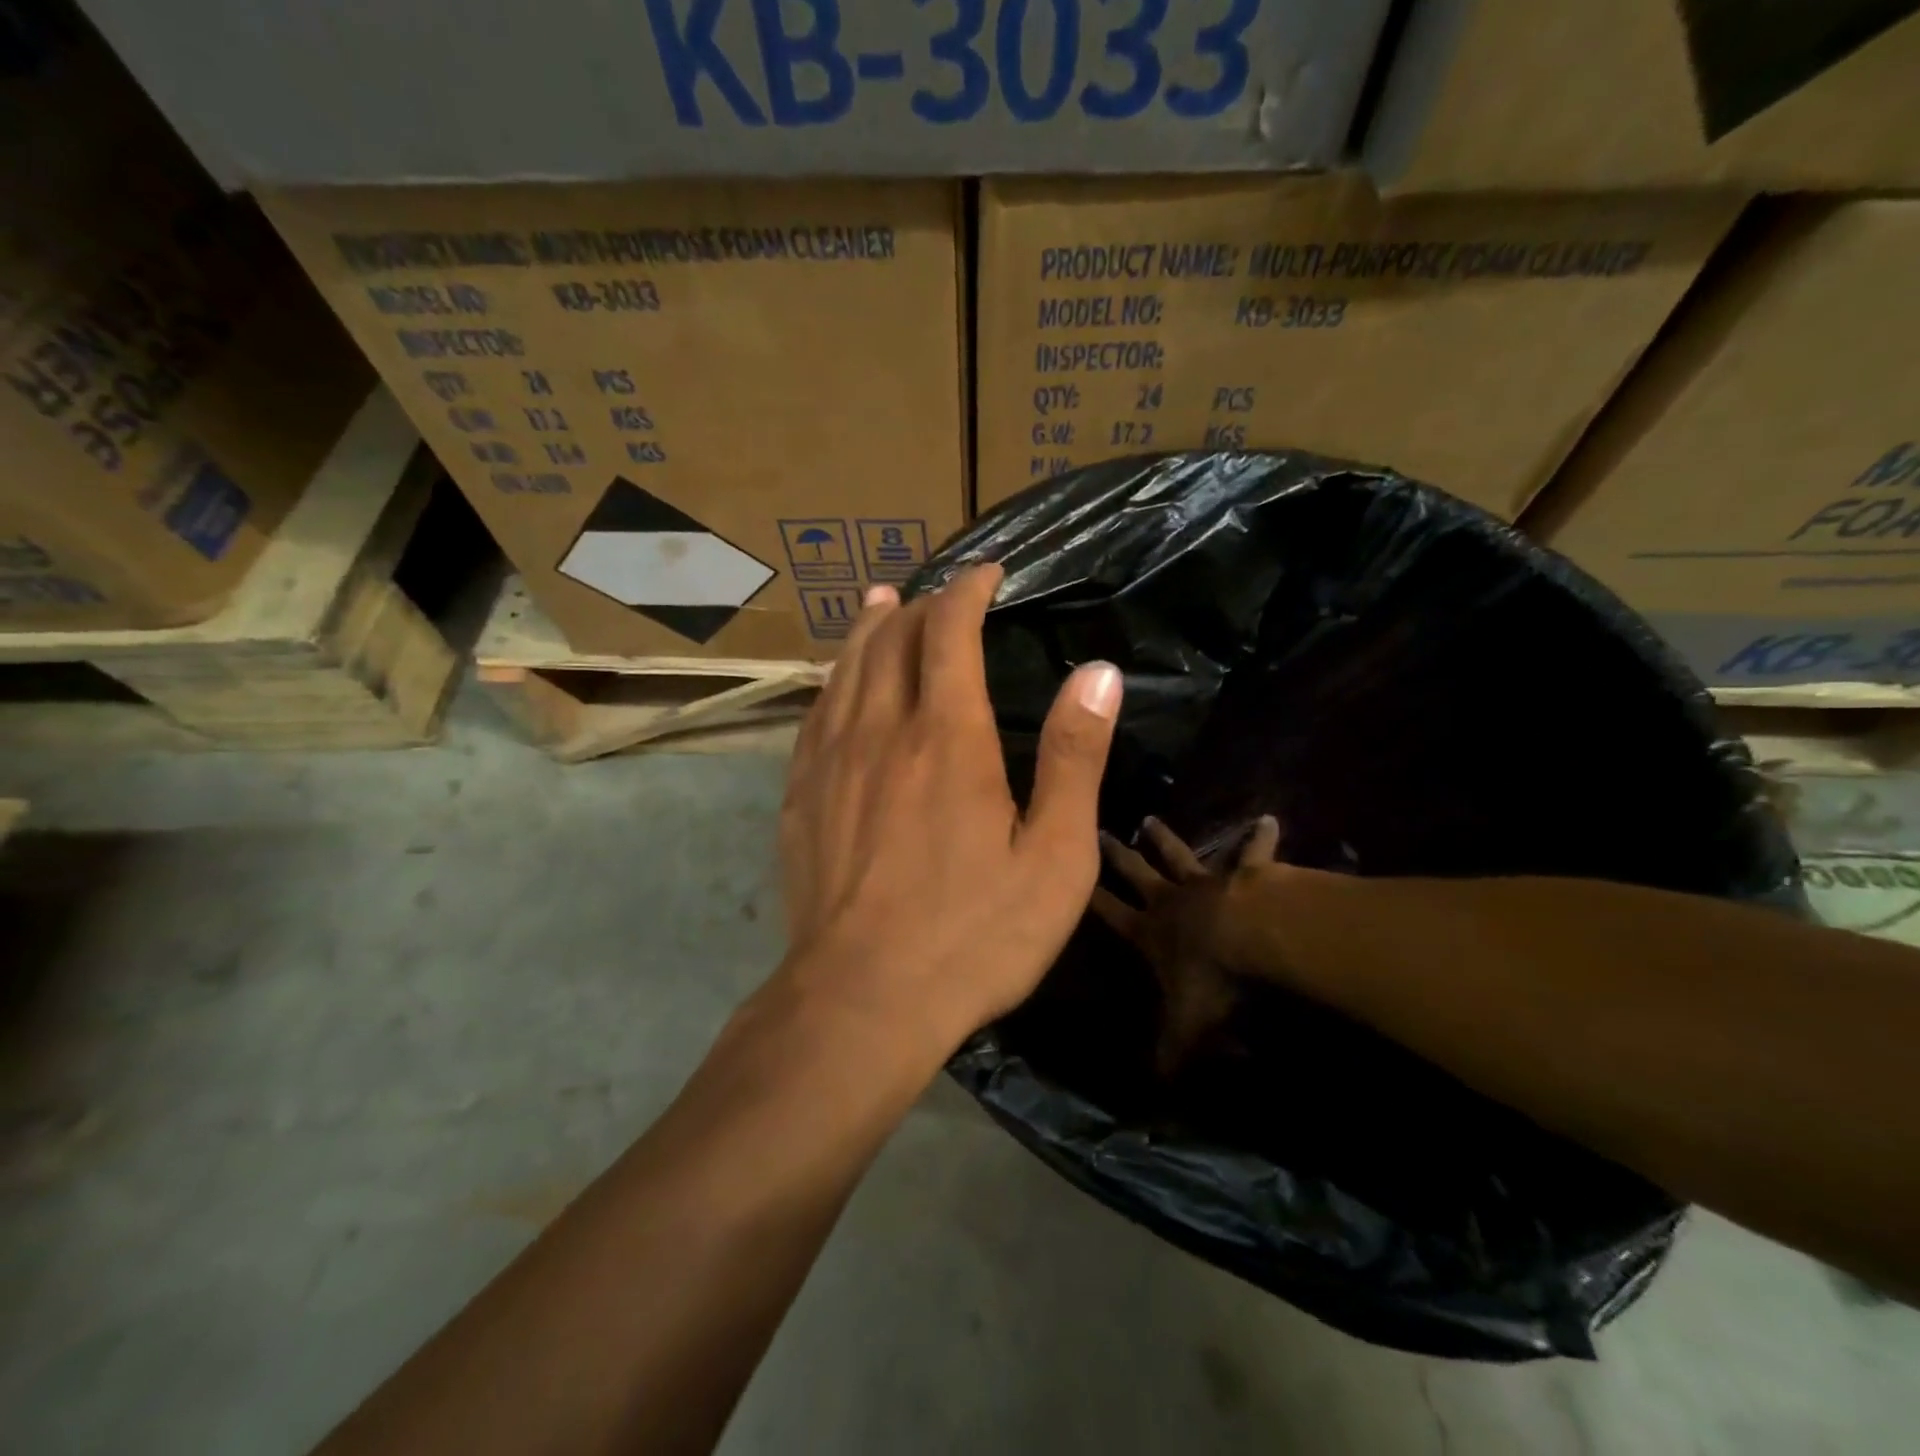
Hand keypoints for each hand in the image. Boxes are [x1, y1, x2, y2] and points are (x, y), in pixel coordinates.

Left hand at [777, 567, 1123, 1059]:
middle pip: (892, 639)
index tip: (989, 573)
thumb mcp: (1052, 858)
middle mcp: (881, 730)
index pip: (950, 631)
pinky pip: (816, 712)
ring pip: (846, 668)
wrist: (861, 1000)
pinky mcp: (799, 795)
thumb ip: (1074, 758)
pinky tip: (838, 683)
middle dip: (921, 605)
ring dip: (869, 629)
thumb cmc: (972, 935)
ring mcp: (830, 760)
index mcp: (947, 736)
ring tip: (881, 604)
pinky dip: (835, 679)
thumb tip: (1099, 673)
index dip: (968, 591)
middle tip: (943, 595)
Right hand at [1093, 817, 1280, 1074]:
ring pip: (1179, 855)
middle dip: (1117, 855)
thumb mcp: (1186, 1028)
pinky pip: (1251, 853)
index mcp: (1150, 932)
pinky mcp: (1245, 874)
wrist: (1255, 937)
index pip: (1110, 914)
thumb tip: (1151, 1091)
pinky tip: (1268, 818)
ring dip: (1164, 838)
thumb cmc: (1213, 979)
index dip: (1091, 898)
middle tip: (1103, 832)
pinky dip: (1259, 837)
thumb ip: (1169, 1055)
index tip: (1073, 878)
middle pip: (1136, 872)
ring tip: (1149, 818)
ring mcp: (1207, 882)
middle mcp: (1171, 900)